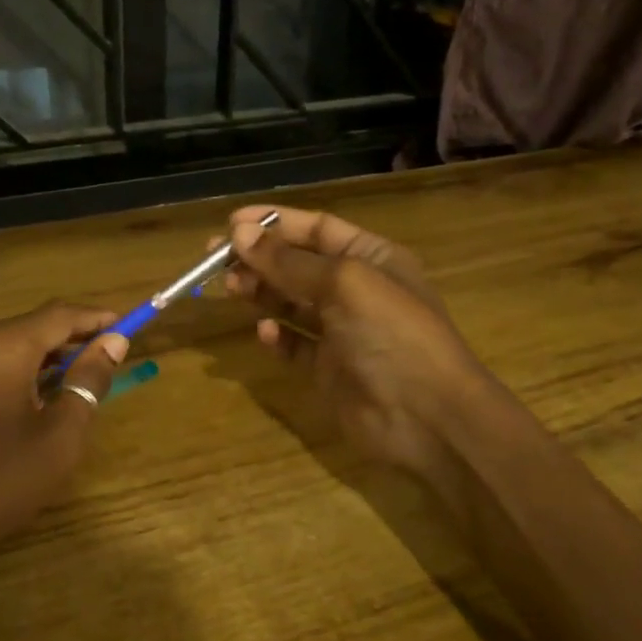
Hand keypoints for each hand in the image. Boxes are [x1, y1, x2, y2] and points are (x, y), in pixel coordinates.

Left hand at [0, 302, 128, 568]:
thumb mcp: (60, 436)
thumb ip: (88, 381)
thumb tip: (113, 343)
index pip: (58, 315)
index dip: (96, 319)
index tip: (126, 328)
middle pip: (28, 326)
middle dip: (68, 339)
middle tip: (103, 360)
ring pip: (1, 344)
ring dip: (39, 356)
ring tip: (70, 381)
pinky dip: (9, 370)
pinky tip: (25, 398)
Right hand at [224, 206, 494, 475]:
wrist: (426, 417)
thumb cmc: (391, 334)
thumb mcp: (343, 284)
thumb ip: (289, 261)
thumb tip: (239, 233)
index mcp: (372, 258)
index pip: (317, 228)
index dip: (275, 223)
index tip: (230, 224)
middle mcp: (357, 291)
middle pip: (299, 265)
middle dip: (260, 259)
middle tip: (216, 261)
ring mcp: (342, 332)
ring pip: (292, 304)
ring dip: (262, 293)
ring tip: (232, 290)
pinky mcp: (329, 370)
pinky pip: (295, 346)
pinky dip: (277, 338)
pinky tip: (265, 333)